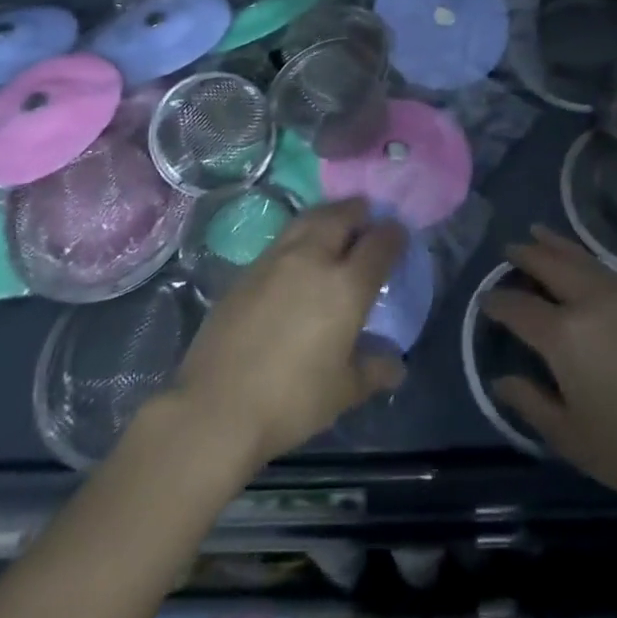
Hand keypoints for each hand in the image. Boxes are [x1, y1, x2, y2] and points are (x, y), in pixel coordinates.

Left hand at [168, 198, 407, 472]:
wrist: (216, 406)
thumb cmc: (291, 401)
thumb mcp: (343, 391)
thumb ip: (374, 370)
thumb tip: (396, 364)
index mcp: (346, 286)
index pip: (378, 244)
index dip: (393, 235)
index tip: (399, 233)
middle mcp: (313, 259)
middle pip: (341, 216)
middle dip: (359, 211)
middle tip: (368, 215)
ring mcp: (276, 259)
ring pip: (309, 219)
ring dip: (328, 215)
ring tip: (336, 221)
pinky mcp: (248, 269)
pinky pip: (284, 238)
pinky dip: (301, 233)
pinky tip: (300, 251)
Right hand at [482, 226, 616, 517]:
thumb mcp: (576, 441)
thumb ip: (532, 405)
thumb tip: (501, 380)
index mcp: (565, 336)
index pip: (519, 308)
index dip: (498, 303)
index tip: (486, 300)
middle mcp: (591, 303)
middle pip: (550, 265)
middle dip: (525, 255)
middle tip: (509, 250)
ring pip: (581, 259)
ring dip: (555, 245)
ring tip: (538, 234)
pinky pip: (607, 270)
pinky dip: (585, 259)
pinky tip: (584, 265)